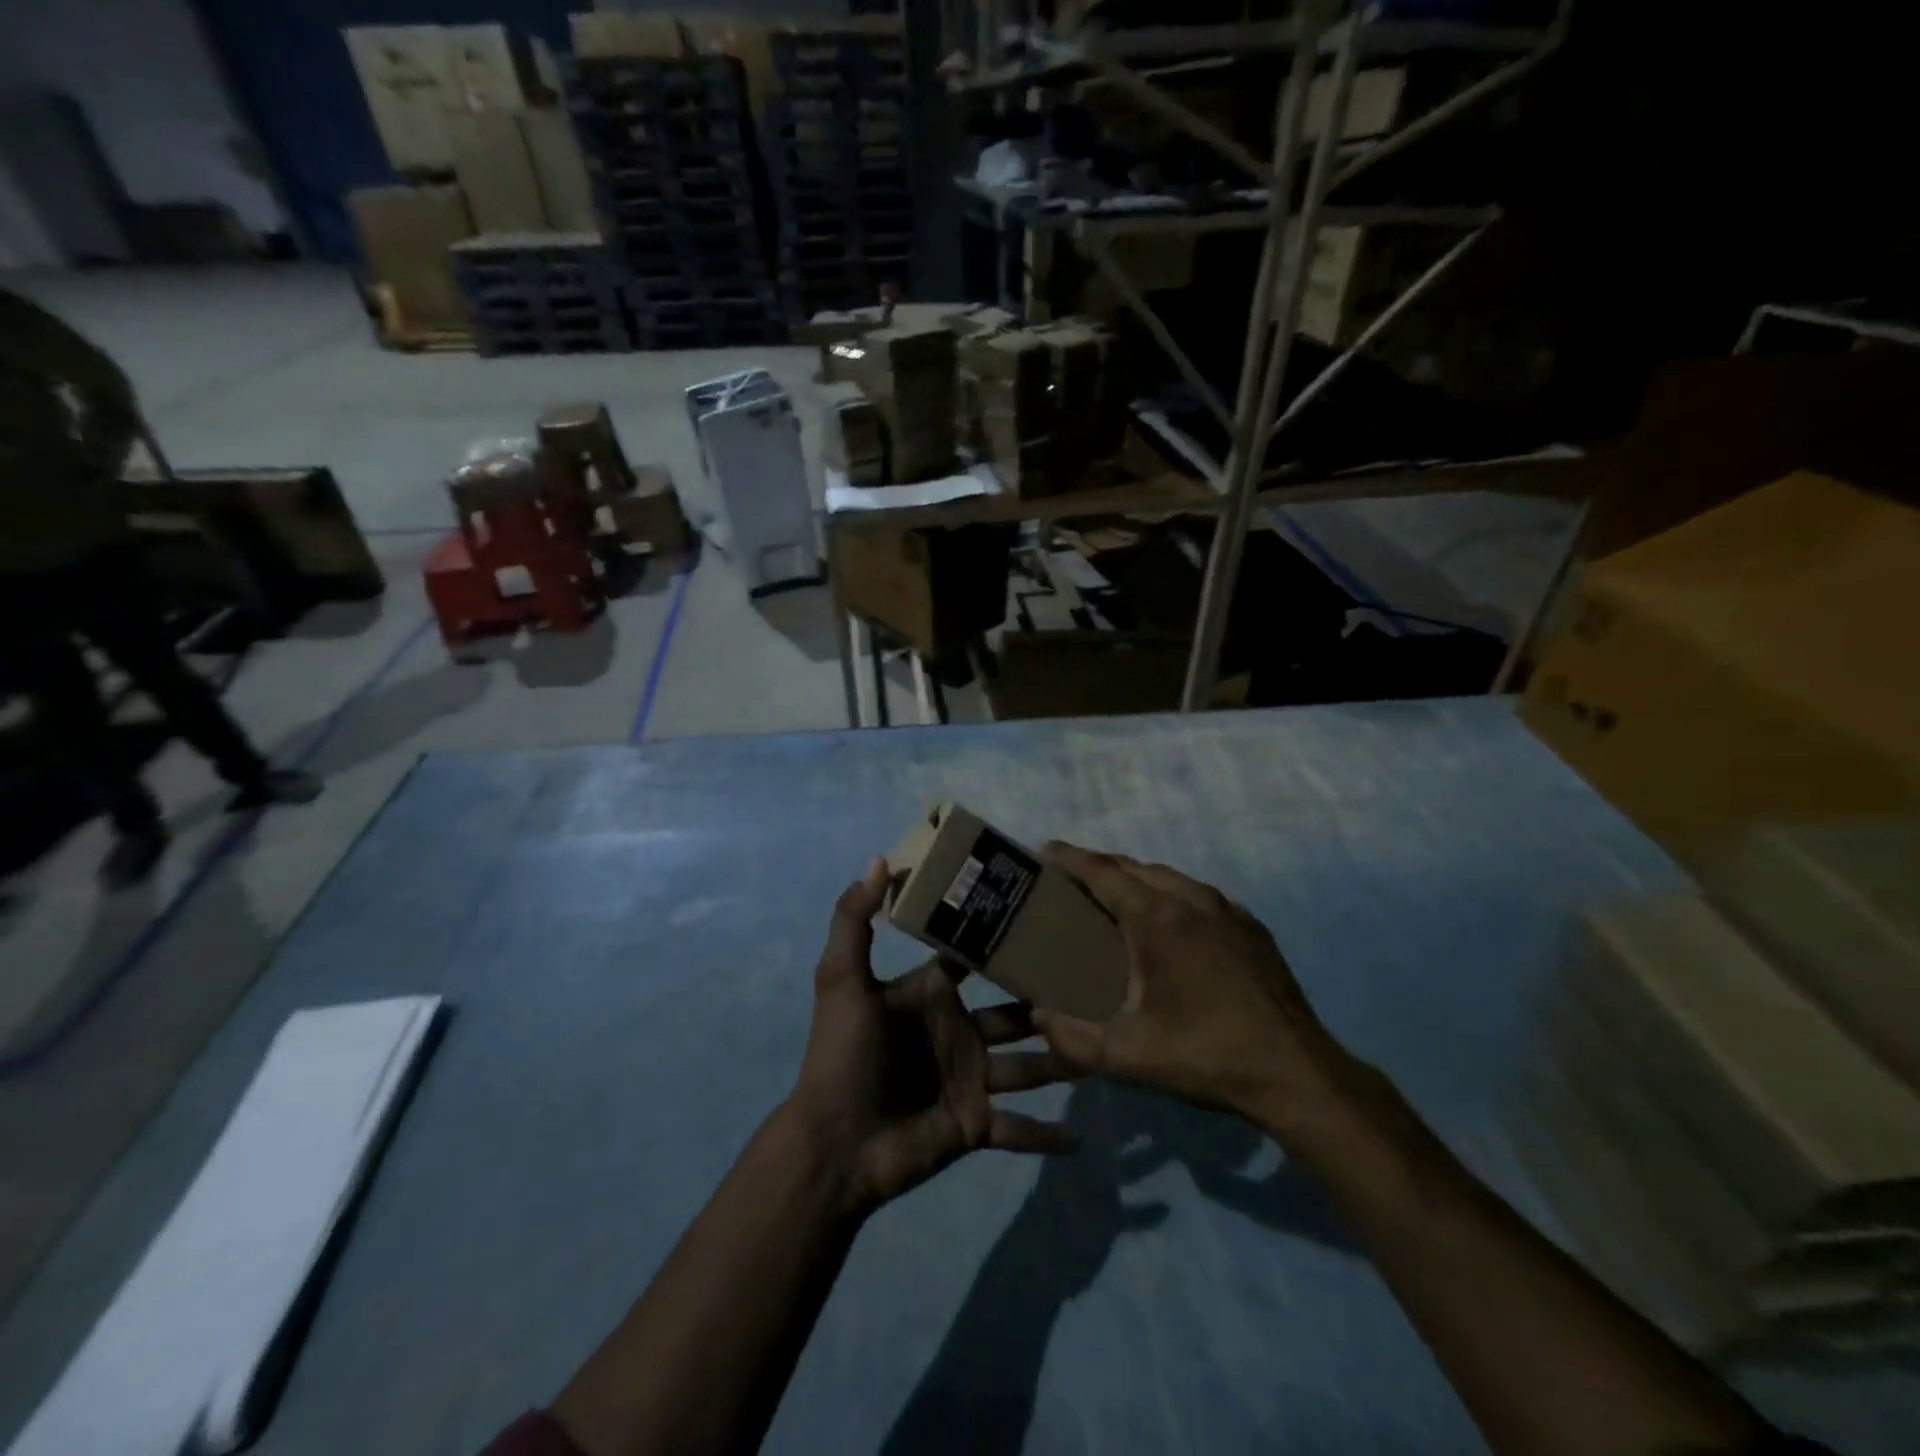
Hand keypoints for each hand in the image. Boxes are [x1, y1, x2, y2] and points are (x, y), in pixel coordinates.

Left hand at [788, 859, 1078, 1215]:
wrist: (836, 1144)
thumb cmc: (843, 1054)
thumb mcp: (842, 979)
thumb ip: (855, 919)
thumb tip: (880, 859)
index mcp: (932, 993)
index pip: (974, 957)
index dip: (1004, 936)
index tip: (1046, 916)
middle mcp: (959, 1030)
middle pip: (1015, 1011)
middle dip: (1049, 1000)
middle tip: (1097, 983)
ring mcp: (970, 1078)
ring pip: (1029, 1066)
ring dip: (1062, 1060)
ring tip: (1106, 1046)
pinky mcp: (975, 1124)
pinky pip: (1019, 1130)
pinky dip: (1047, 1135)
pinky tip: (1081, 1138)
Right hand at [1031, 844, 1357, 1143]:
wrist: (1295, 1072)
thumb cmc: (1206, 1055)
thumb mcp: (1130, 1056)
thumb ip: (1073, 1038)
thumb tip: (1037, 1017)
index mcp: (1158, 920)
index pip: (1104, 873)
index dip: (1071, 858)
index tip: (1045, 850)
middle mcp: (1191, 900)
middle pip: (1135, 867)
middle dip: (1100, 865)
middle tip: (1071, 878)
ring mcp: (1227, 909)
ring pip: (1170, 877)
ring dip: (1136, 877)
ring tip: (1114, 895)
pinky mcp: (1250, 926)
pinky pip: (1199, 893)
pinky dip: (1171, 892)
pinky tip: (1168, 919)